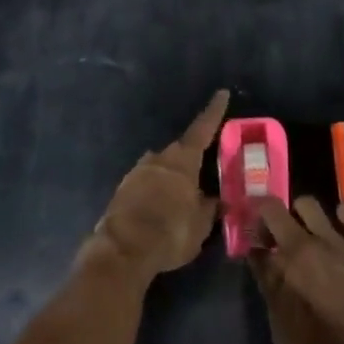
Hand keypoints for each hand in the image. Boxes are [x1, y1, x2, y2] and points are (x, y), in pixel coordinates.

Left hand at [88, 90, 227, 276]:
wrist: (123, 250)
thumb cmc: (170, 232)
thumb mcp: (201, 224)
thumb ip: (210, 207)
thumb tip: (218, 200)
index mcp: (182, 161)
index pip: (202, 129)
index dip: (214, 112)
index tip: (221, 93)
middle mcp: (158, 159)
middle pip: (179, 150)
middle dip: (191, 157)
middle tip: (202, 168)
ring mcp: (137, 172)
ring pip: (160, 166)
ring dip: (171, 175)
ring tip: (181, 194)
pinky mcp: (122, 190)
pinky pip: (145, 183)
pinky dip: (155, 190)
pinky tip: (160, 207)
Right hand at [250, 196, 343, 343]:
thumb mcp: (282, 339)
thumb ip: (271, 295)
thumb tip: (265, 269)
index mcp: (279, 271)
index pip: (253, 245)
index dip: (251, 245)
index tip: (254, 250)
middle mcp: (302, 247)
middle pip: (272, 211)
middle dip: (266, 219)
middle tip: (272, 235)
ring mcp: (336, 241)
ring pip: (307, 204)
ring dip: (300, 215)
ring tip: (307, 232)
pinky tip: (343, 226)